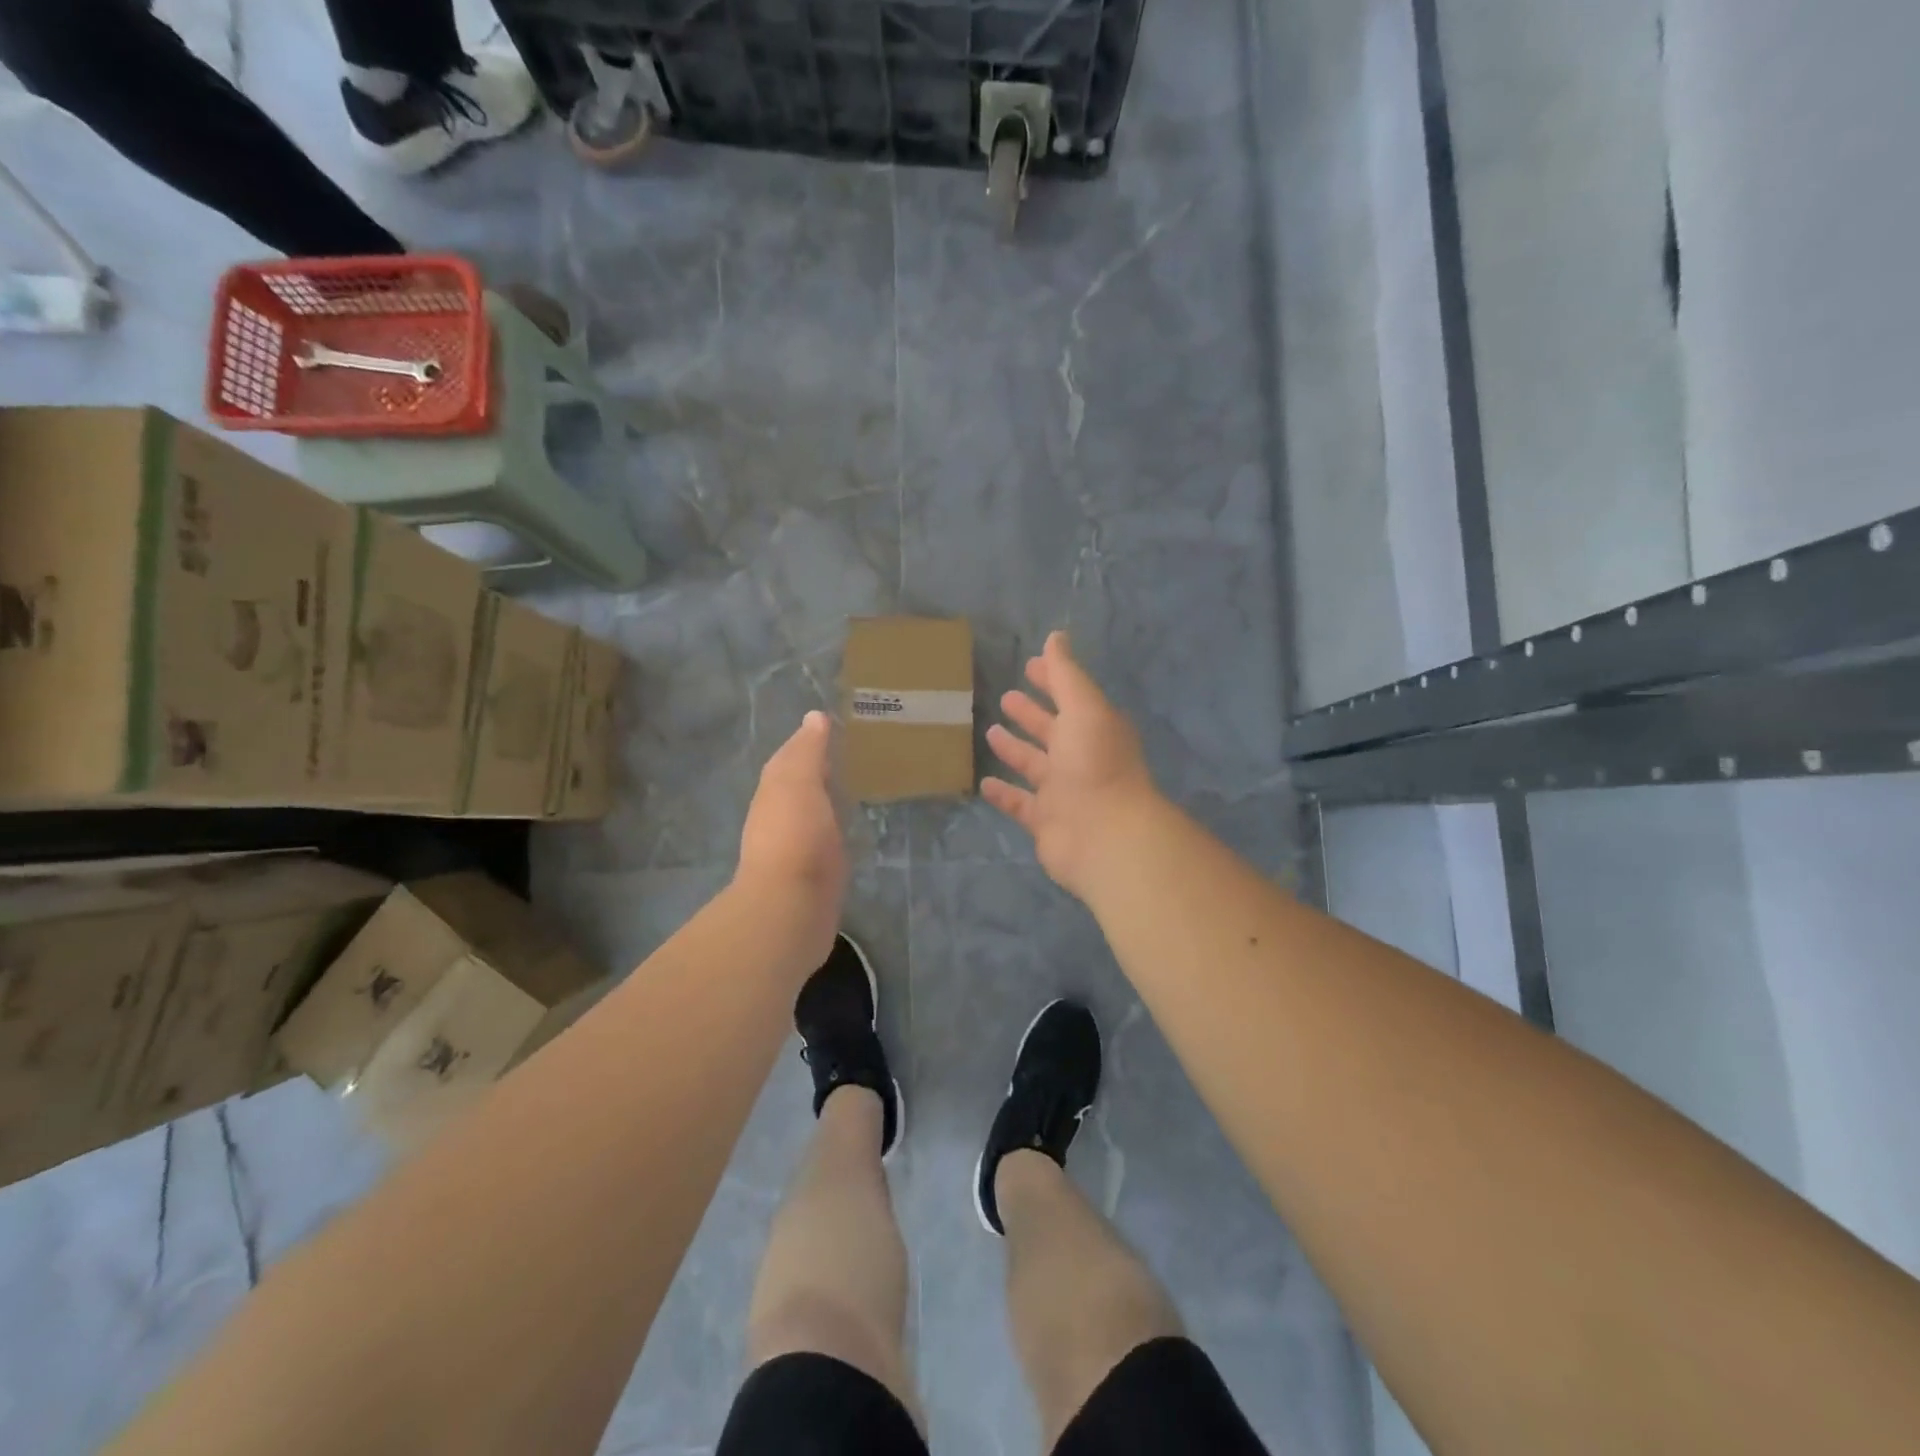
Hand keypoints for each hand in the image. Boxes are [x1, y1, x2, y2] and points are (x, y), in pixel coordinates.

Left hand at [737, 711, 847, 959]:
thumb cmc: (794, 836)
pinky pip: (825, 841)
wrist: (791, 907)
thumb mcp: (798, 782)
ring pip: (811, 813)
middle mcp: (779, 817)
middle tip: (850, 753)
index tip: (834, 727)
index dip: (808, 742)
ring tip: (855, 786)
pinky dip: (834, 828)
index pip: (789, 758)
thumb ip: (807, 751)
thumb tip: (814, 717)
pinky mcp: (813, 874)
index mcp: (774, 791)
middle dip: (817, 770)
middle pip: (798, 785)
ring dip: (826, 800)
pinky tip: (851, 828)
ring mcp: (795, 848)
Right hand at [983, 632, 1159, 898]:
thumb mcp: (1083, 708)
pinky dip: (1004, 793)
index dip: (1051, 679)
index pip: (1069, 696)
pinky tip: (984, 782)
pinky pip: (1019, 803)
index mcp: (1093, 728)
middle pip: (1051, 730)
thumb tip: (1056, 636)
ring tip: (989, 731)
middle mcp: (1079, 758)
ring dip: (1014, 749)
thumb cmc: (1094, 764)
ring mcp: (1062, 791)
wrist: (1104, 836)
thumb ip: (1066, 674)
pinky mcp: (1045, 821)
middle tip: (1007, 697)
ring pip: (1034, 765)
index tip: (1029, 665)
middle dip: (1031, 713)